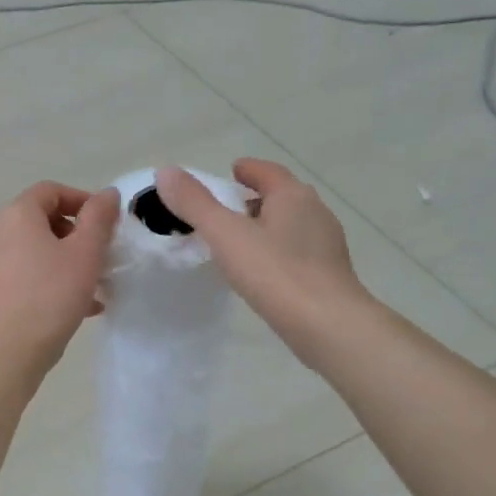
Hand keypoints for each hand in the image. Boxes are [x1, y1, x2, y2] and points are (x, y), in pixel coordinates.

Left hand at [0, 182, 120, 371]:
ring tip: (89, 288)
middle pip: (38, 221)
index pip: (50, 191)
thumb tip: (107, 194)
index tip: (105, 223)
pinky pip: (19, 274)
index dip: (81, 200)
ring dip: (62, 261)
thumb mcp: (85, 254)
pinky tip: (70, 307)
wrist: (6, 352)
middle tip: (98, 257)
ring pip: (31, 251)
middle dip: (73, 235)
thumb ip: (99, 218)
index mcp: (16, 215)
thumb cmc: (51, 296)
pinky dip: (44, 280)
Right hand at [156, 159, 373, 361]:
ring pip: (291, 226)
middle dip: (256, 199)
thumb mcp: (226, 235)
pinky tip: (263, 272)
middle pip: (282, 197)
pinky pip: (298, 253)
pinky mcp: (329, 274)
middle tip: (228, 209)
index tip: (231, 172)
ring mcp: (326, 245)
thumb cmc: (275, 272)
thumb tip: (166, 171)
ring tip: (240, 242)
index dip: (248, 170)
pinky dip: (278, 252)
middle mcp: (315, 212)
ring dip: (268, 227)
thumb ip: (195, 204)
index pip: (267, 172)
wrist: (328, 325)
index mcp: (293, 195)